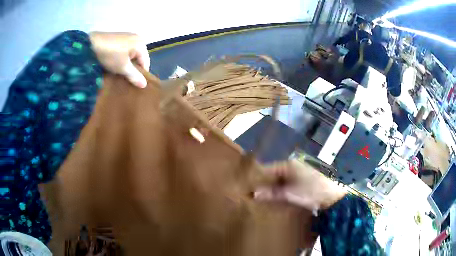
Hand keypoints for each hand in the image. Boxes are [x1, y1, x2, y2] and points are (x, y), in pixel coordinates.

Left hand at [89, 32, 149, 87]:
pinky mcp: (119, 38)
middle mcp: (137, 38)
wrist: (91, 43)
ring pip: (131, 55)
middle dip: (133, 69)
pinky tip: (114, 64)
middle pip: (138, 58)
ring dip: (126, 64)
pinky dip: (121, 58)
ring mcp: (127, 37)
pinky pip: (124, 50)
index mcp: (141, 43)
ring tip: (119, 73)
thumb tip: (144, 85)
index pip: (146, 62)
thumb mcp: (123, 67)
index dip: (141, 74)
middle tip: (125, 79)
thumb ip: (134, 76)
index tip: (134, 84)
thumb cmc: (110, 55)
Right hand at [254, 159, 346, 210]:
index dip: (257, 179)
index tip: (248, 189)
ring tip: (264, 198)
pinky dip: (281, 190)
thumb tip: (254, 194)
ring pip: (279, 180)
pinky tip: (277, 198)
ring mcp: (298, 172)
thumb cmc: (310, 192)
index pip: (267, 169)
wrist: (332, 196)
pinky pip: (286, 183)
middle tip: (254, 195)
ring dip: (273, 188)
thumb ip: (271, 193)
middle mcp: (292, 165)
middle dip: (264, 185)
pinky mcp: (302, 179)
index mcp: (288, 164)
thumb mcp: (289, 194)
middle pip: (273, 174)